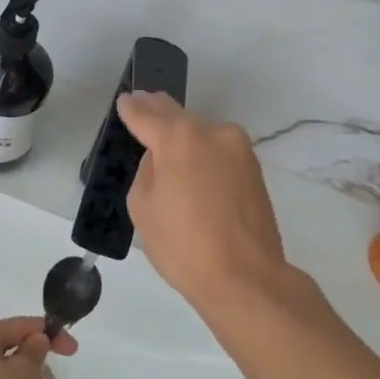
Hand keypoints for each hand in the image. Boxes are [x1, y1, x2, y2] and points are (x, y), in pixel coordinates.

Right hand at [117, 91, 317, 318]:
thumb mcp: (143, 207)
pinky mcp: (254, 169)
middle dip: (158, 110)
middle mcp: (212, 132)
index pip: (146, 114)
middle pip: (178, 115)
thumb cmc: (183, 245)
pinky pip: (219, 151)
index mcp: (179, 138)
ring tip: (167, 141)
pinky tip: (193, 167)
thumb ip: (147, 170)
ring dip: (184, 134)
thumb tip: (162, 158)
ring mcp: (238, 149)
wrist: (246, 277)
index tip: (125, 100)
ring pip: (202, 132)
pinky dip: (204, 153)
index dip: (132, 108)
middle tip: (143, 103)